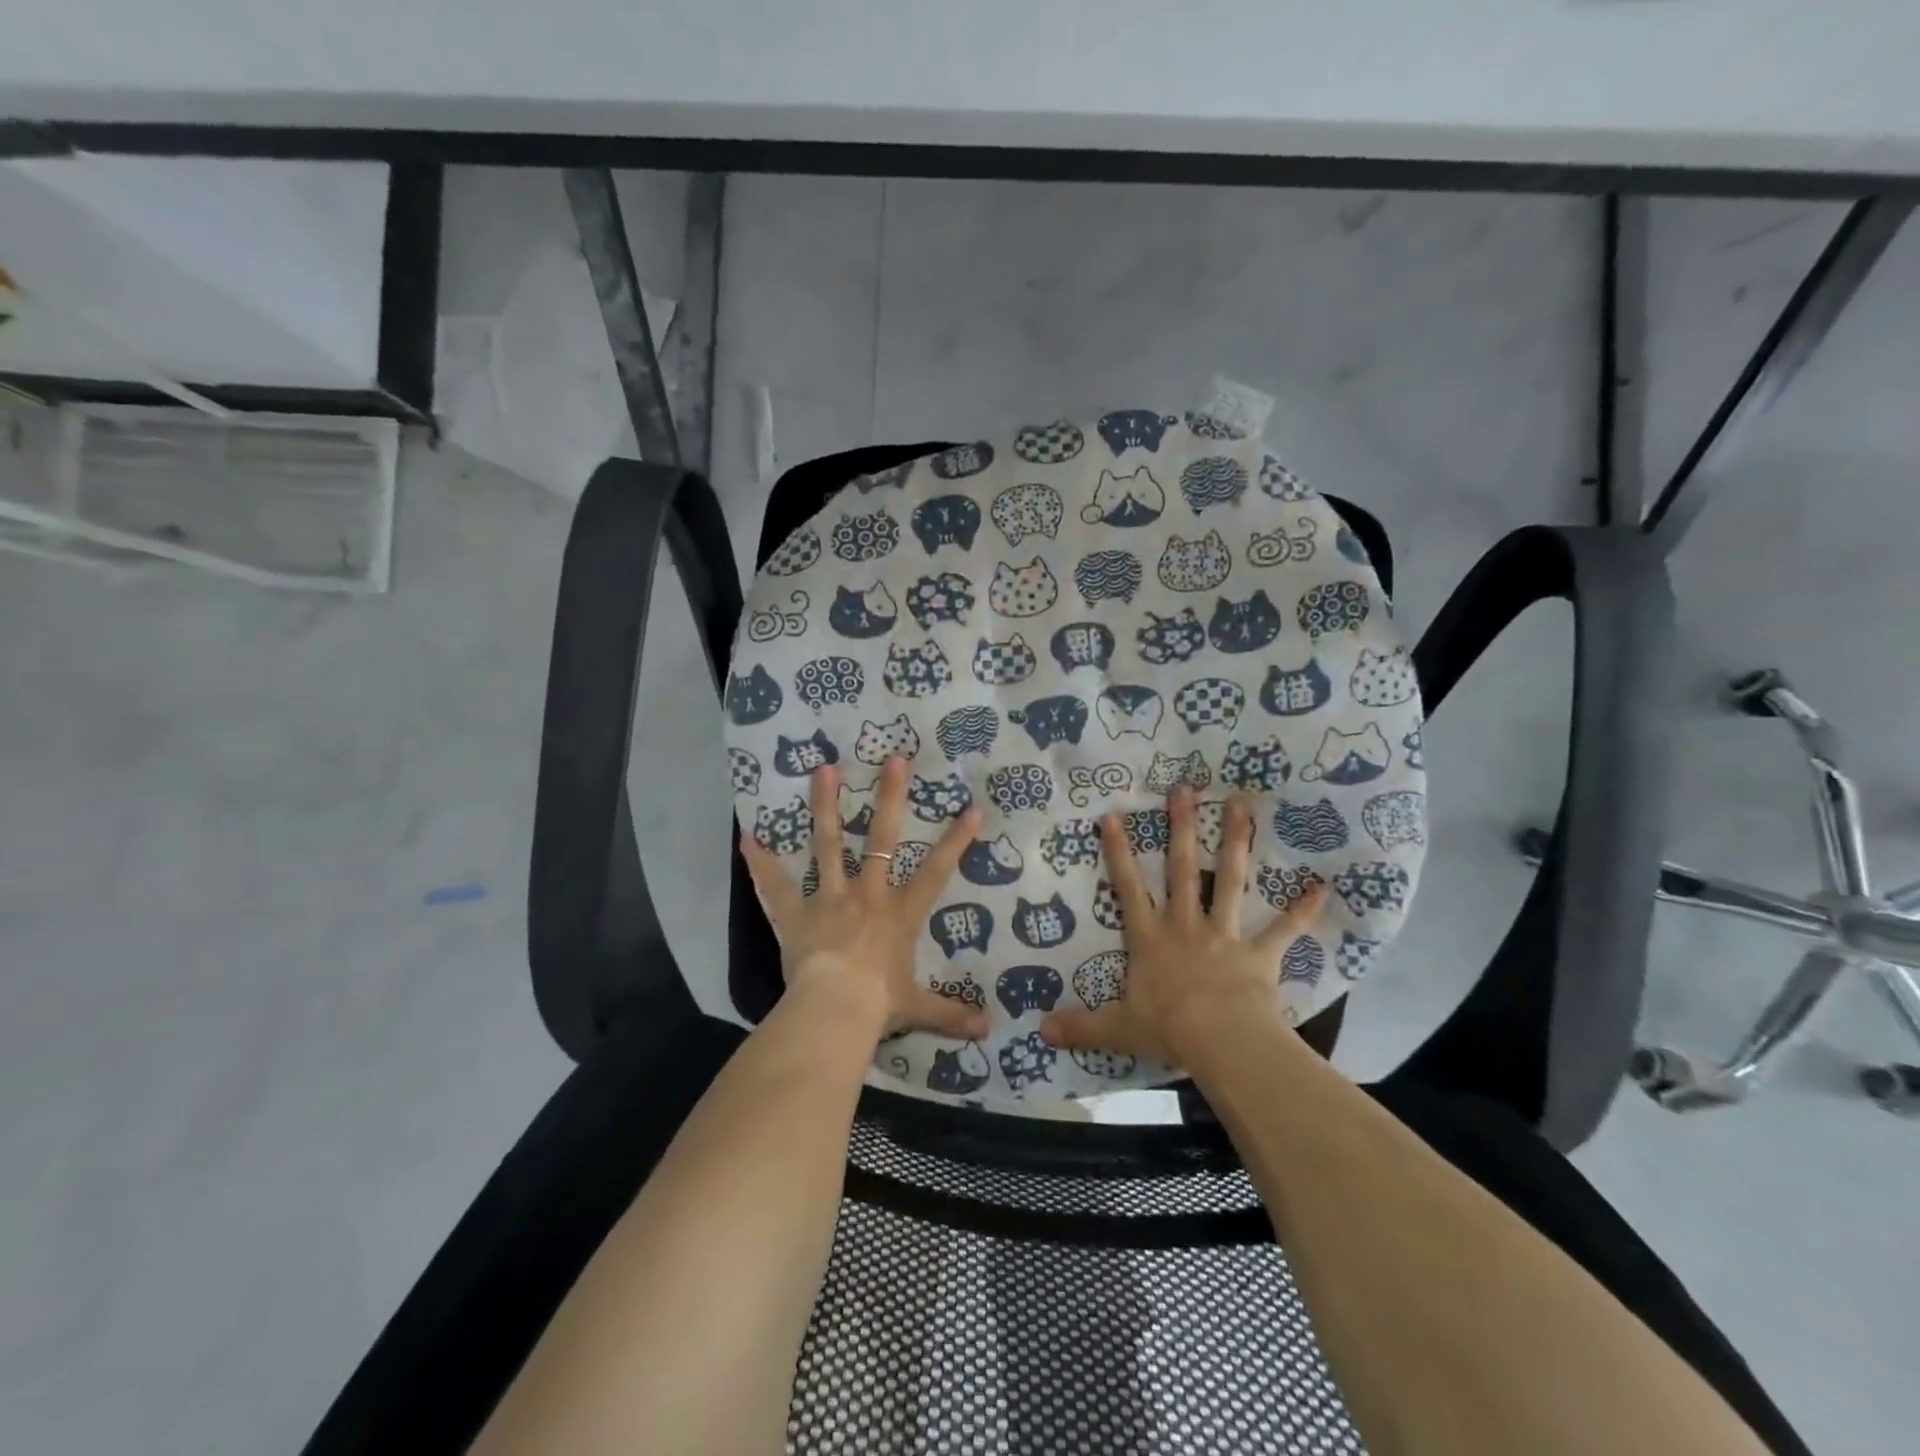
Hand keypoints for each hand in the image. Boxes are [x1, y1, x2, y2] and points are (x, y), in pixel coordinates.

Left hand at [740, 757, 991, 1043]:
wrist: (833, 1011)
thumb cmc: (879, 1004)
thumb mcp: (918, 1008)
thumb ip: (951, 1014)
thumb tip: (989, 1032)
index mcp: (899, 914)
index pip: (935, 872)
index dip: (955, 842)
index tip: (971, 810)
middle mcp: (866, 895)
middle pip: (881, 838)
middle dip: (889, 798)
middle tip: (892, 760)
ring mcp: (828, 898)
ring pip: (827, 844)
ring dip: (825, 806)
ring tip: (823, 769)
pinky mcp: (795, 914)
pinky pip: (775, 886)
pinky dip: (760, 863)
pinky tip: (747, 837)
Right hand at [1040, 785, 1326, 1067]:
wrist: (1221, 1042)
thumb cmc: (1167, 1029)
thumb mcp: (1115, 1029)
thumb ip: (1081, 1027)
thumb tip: (1040, 1031)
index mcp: (1150, 939)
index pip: (1128, 888)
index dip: (1119, 852)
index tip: (1114, 815)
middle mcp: (1185, 926)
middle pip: (1181, 869)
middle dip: (1181, 828)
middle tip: (1185, 789)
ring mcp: (1224, 935)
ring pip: (1229, 881)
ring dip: (1236, 843)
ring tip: (1241, 805)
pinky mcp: (1259, 954)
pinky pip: (1284, 929)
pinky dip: (1303, 910)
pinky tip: (1323, 887)